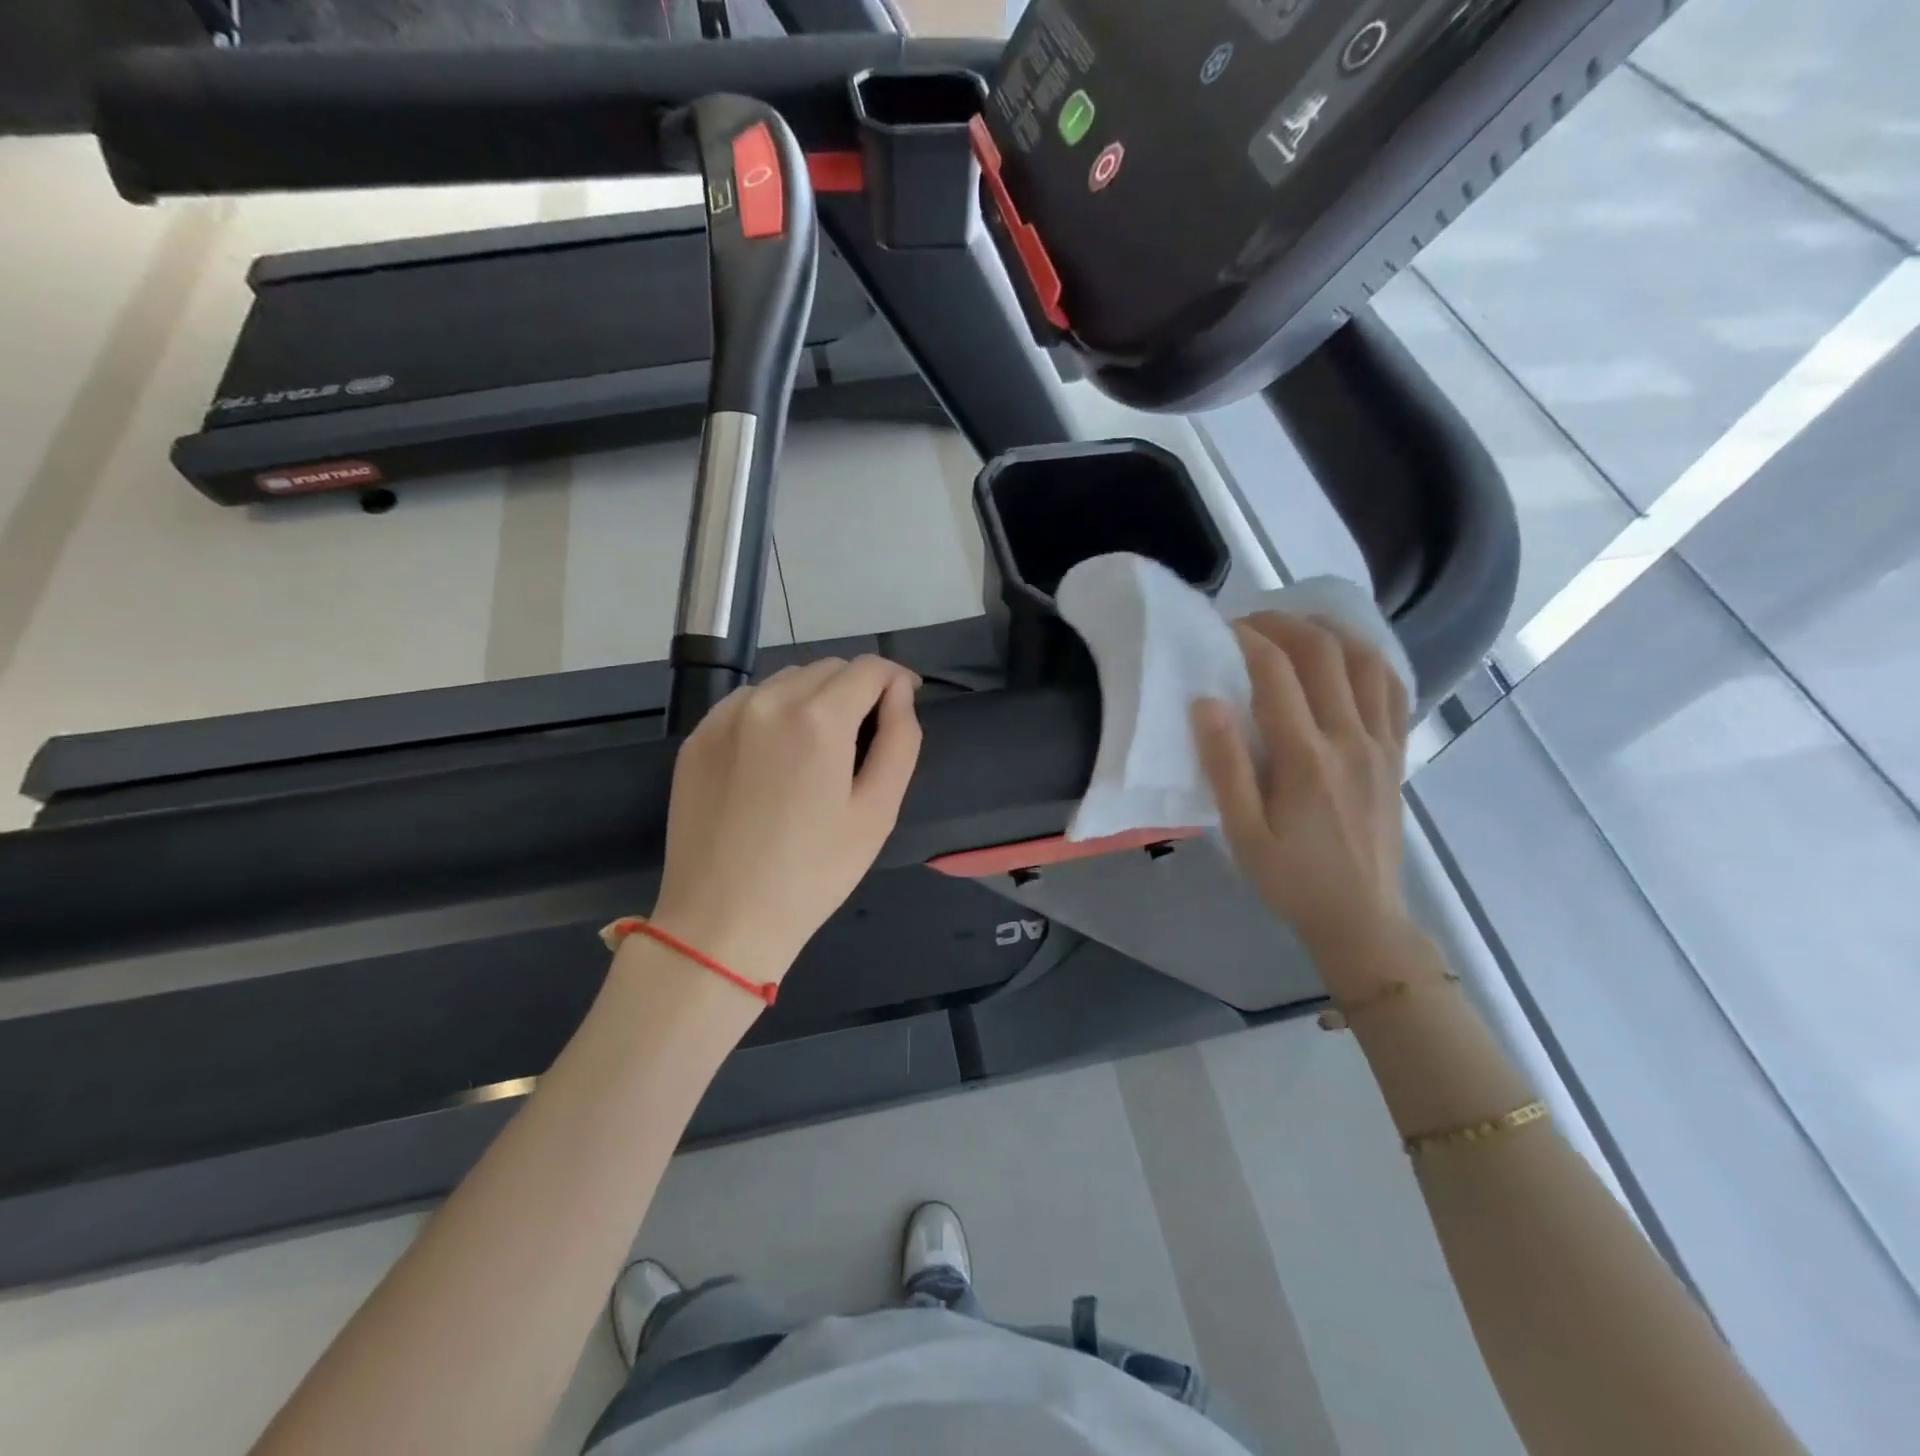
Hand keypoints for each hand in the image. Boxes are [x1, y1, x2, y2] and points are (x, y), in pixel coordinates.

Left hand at [651, 655, 922, 983]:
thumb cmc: (814, 873)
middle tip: (864, 736)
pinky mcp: (698, 736)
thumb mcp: (877, 812)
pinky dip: (774, 712)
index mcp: (818, 719)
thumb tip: (899, 693)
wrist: (722, 919)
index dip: (895, 679)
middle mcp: (768, 701)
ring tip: (819, 748)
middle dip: (856, 689)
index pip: (868, 668)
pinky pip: (749, 702)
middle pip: (828, 668)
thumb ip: (900, 740)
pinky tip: (775, 757)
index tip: (903, 703)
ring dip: (814, 697)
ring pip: (787, 680)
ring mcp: (725, 716)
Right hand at [1192, 613, 1412, 972]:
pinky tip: (1346, 658)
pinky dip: (1369, 660)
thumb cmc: (1291, 879)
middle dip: (1285, 624)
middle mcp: (1352, 740)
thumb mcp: (1243, 833)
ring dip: (1330, 632)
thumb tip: (1205, 703)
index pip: (1277, 674)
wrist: (1361, 918)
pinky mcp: (1396, 755)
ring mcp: (1382, 745)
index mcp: (1307, 759)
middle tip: (1251, 622)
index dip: (1249, 640)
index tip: (1222, 629)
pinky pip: (1393, 690)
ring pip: (1367, 662)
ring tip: (1297, 629)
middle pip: (1325, 654)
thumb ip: (1225, 766)